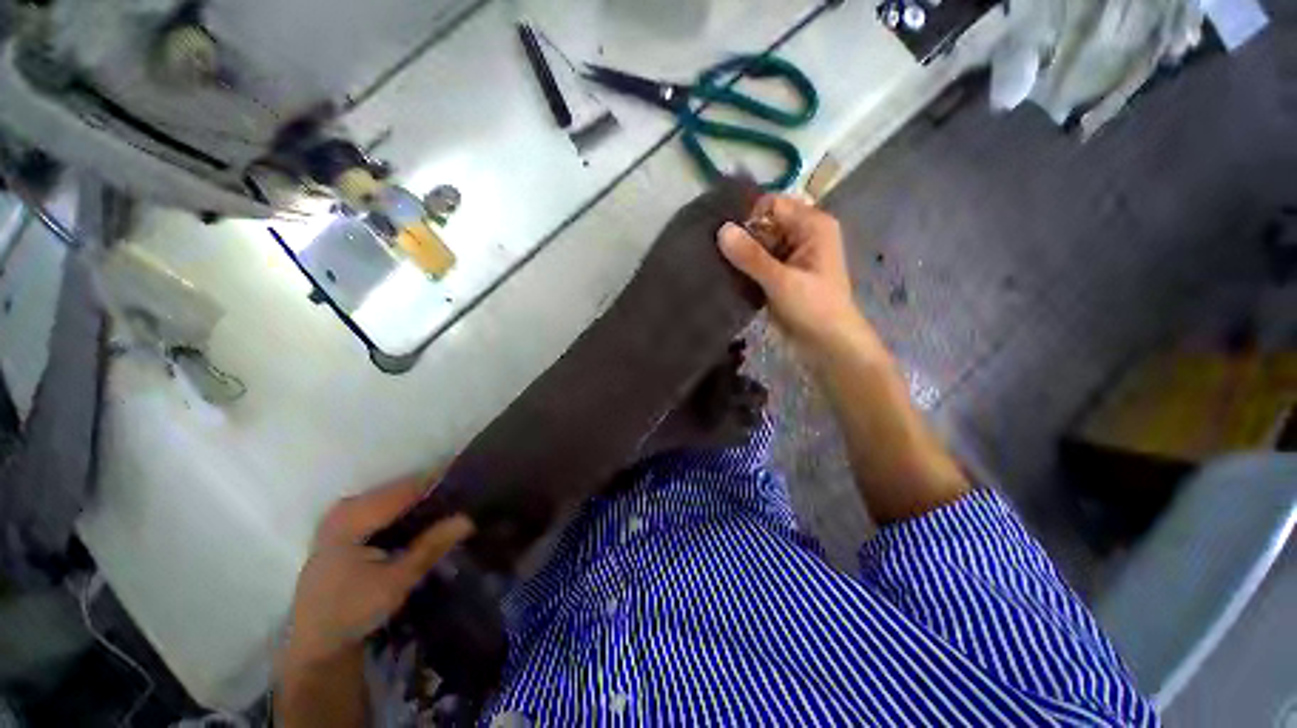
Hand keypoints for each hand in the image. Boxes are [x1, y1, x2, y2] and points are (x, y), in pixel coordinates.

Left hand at [280, 476, 474, 673]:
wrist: (317, 644)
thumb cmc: (353, 612)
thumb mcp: (397, 581)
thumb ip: (432, 545)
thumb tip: (469, 518)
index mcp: (352, 518)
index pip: (405, 488)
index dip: (438, 480)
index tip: (469, 477)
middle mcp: (344, 509)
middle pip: (397, 490)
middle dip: (430, 490)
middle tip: (464, 494)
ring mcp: (340, 518)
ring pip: (389, 497)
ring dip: (418, 500)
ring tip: (449, 503)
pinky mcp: (341, 529)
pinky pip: (380, 508)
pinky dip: (403, 510)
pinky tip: (422, 517)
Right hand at [717, 195, 865, 355]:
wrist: (828, 346)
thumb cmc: (813, 309)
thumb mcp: (781, 280)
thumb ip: (751, 256)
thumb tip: (721, 229)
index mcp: (812, 225)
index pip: (773, 204)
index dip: (749, 216)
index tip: (725, 236)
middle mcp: (802, 235)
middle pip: (764, 224)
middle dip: (742, 236)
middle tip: (715, 252)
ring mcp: (790, 257)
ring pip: (758, 245)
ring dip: (740, 255)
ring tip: (716, 264)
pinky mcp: (780, 275)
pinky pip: (758, 263)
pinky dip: (744, 268)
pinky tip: (726, 275)